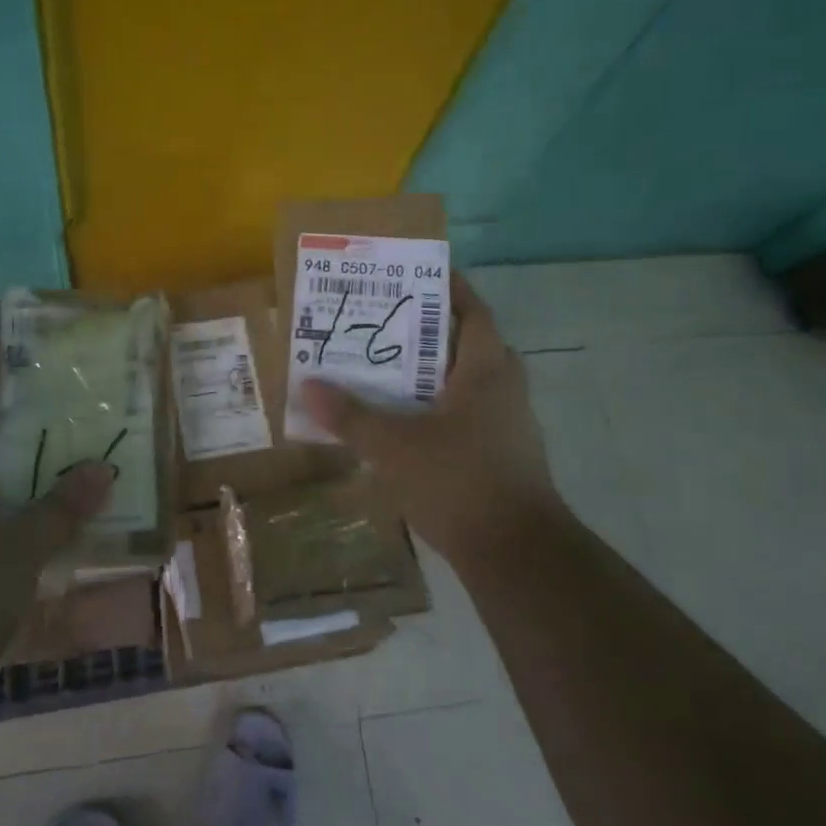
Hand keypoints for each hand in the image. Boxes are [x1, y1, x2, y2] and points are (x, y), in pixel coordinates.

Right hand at [300, 273, 559, 569]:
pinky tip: (402, 420)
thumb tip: (309, 385)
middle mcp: (504, 387)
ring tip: (383, 367)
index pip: (471, 309)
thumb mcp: (394, 446)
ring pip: (464, 380)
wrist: (515, 553)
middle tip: (382, 321)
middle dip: (426, 329)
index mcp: (487, 369)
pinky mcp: (501, 453)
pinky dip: (436, 406)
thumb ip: (350, 415)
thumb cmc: (458, 481)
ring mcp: (507, 423)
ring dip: (429, 371)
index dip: (446, 286)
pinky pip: (465, 412)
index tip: (411, 272)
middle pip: (466, 342)